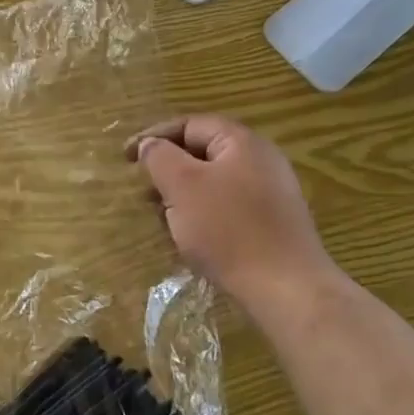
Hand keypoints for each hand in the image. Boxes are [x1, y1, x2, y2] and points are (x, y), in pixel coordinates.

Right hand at [128, 114, 338, 306]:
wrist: (287, 289)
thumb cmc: (228, 229)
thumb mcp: (182, 185)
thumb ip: (159, 156)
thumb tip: (150, 145)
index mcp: (241, 142)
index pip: (189, 125)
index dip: (154, 136)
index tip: (126, 158)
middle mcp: (261, 160)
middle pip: (202, 153)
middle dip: (167, 169)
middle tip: (144, 191)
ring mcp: (270, 193)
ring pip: (213, 183)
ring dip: (182, 196)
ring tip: (163, 218)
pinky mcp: (271, 223)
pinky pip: (227, 207)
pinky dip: (202, 215)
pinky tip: (190, 238)